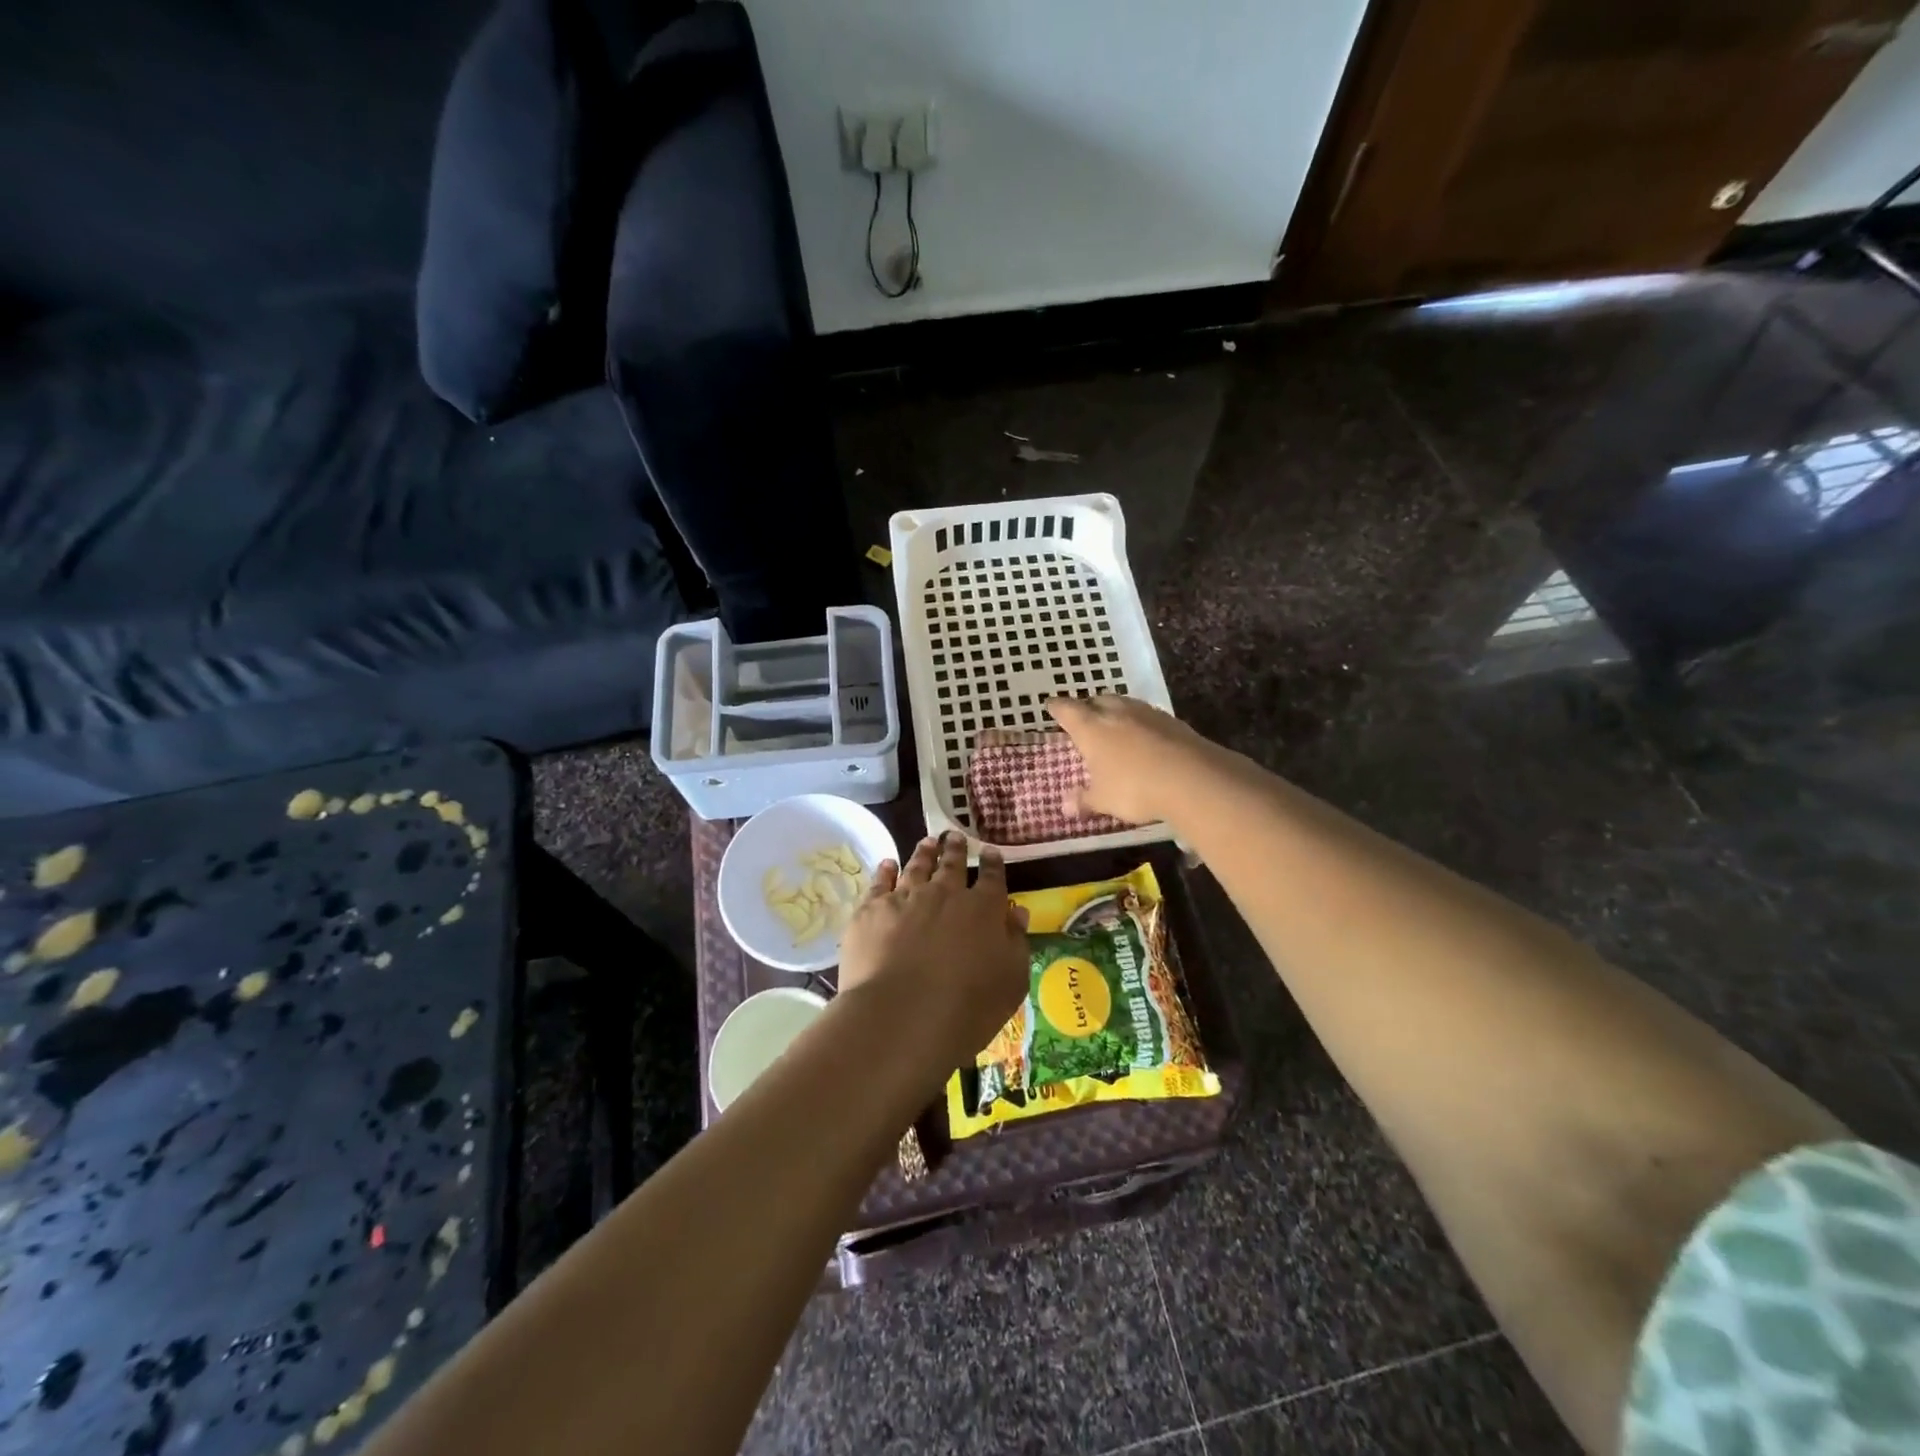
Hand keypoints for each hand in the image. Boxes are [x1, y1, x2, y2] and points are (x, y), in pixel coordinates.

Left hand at [838, 832, 1029, 1064]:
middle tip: (954, 836)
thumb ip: (1015, 942)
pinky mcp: (872, 910)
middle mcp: (945, 894)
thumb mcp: (1011, 980)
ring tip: (927, 842)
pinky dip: (886, 871)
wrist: (903, 1015)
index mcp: (983, 909)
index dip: (993, 864)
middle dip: (955, 849)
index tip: (990, 851)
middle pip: (952, 864)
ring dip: (924, 852)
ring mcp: (906, 898)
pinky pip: (881, 882)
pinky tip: (888, 864)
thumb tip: (1017, 913)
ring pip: (916, 866)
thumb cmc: (968, 1006)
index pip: (992, 878)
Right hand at [1046, 694, 1216, 825]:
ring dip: (1117, 711)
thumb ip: (1084, 800)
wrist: (1192, 779)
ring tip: (1114, 724)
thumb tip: (1065, 806)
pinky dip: (1141, 723)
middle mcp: (1117, 713)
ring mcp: (1147, 714)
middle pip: (1098, 700)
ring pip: (1126, 704)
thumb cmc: (1134, 788)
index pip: (1068, 710)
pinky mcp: (1173, 722)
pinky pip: (1149, 717)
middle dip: (1089, 706)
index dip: (1058, 707)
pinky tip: (1145, 737)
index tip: (1051, 705)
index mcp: (1091, 727)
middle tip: (1085, 716)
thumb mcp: (1104, 800)